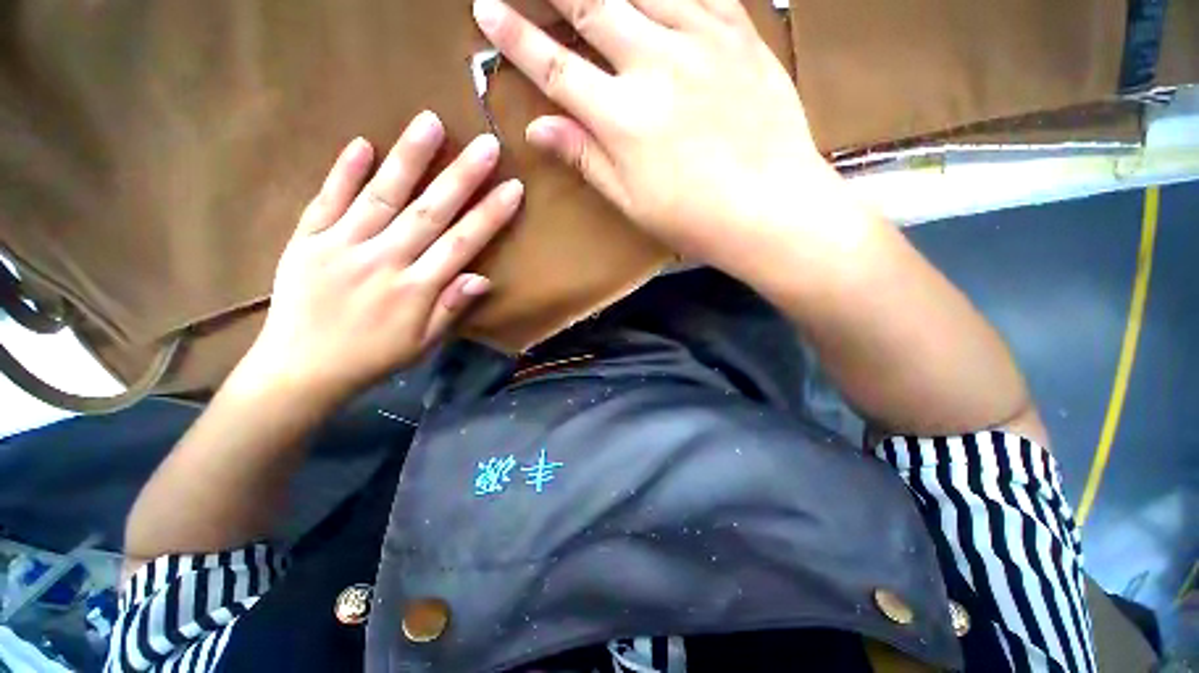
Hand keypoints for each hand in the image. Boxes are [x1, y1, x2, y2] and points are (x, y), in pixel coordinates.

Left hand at [243, 112, 522, 405]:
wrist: (301, 368)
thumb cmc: (373, 357)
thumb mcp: (423, 343)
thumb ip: (451, 308)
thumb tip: (482, 278)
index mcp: (416, 289)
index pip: (462, 244)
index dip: (489, 215)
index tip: (512, 188)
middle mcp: (383, 260)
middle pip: (429, 212)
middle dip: (462, 177)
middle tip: (486, 144)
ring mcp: (341, 245)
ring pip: (382, 196)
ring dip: (409, 159)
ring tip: (430, 123)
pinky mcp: (307, 240)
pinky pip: (327, 200)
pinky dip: (343, 172)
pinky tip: (362, 144)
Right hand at [473, 0, 826, 272]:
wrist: (771, 208)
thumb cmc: (696, 219)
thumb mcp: (631, 201)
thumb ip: (586, 157)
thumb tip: (538, 128)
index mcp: (622, 119)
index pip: (555, 68)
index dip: (516, 38)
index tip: (486, 11)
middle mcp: (654, 66)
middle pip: (592, 7)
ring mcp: (701, 42)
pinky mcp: (739, 35)